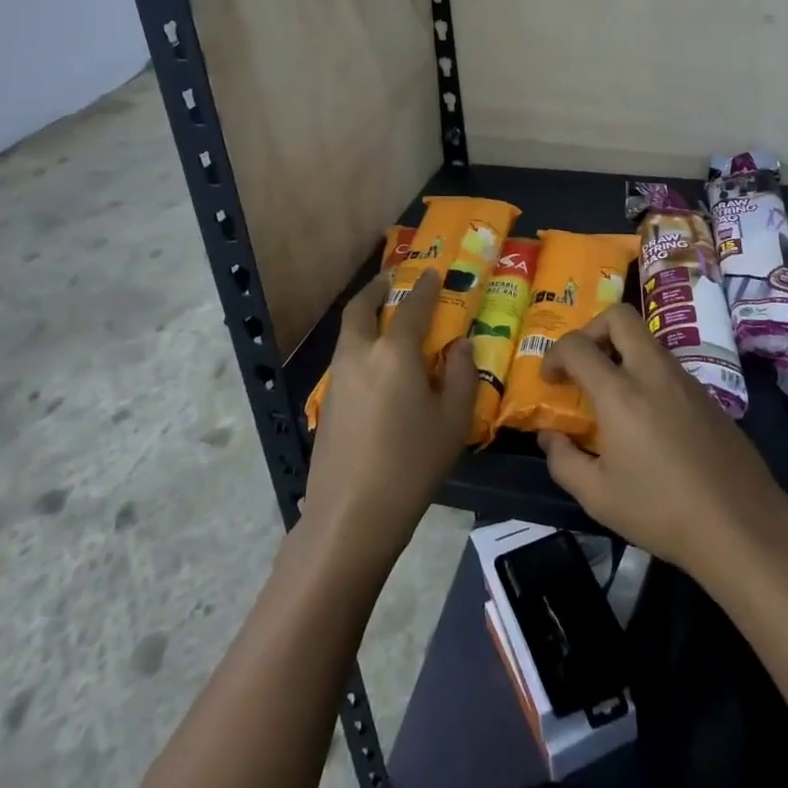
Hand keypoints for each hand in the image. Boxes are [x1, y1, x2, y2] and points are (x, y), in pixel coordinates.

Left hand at [301, 271, 474, 565]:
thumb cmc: (412, 464)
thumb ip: (460, 375)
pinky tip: (377, 366)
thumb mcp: (453, 420)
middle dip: (377, 289)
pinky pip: (346, 357)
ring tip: (386, 318)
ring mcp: (337, 378)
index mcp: (394, 352)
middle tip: (392, 281)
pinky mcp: (327, 403)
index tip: (432, 272)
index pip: (412, 307)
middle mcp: (360, 354)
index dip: (424, 287)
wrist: (351, 515)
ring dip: (365, 316)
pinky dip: (360, 344)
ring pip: (349, 332)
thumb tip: (458, 345)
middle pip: (361, 308)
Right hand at [538, 303, 787, 578]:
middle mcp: (653, 372)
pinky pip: (667, 366)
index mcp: (621, 393)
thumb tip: (550, 436)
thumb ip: (563, 461)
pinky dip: (646, 374)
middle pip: (620, 316)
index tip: (549, 379)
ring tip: (611, 395)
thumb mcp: (598, 497)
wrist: (742, 526)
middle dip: (592, 329)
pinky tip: (646, 418)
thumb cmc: (662, 512)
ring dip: (621, 351)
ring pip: (646, 340)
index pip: (577, 345)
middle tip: (582, 363)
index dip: (554, 354)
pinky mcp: (708, 395)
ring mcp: (686, 380)